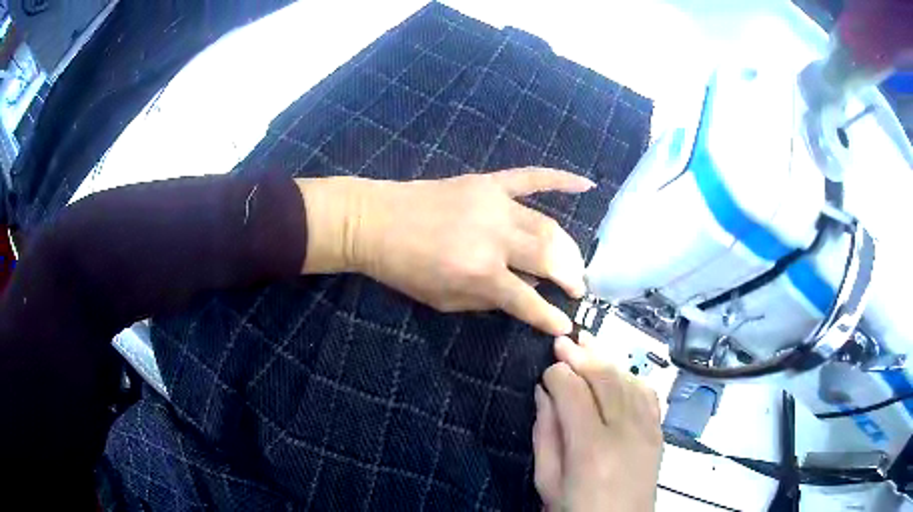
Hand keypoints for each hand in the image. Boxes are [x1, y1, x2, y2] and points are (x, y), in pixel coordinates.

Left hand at [297, 168, 593, 334]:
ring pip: (547, 225)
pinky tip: (586, 183)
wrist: (375, 221)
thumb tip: (527, 290)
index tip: (567, 324)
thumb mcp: (444, 301)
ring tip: (574, 263)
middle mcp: (495, 237)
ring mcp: (494, 204)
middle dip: (570, 277)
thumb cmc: (404, 269)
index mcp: (480, 273)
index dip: (550, 316)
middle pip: (550, 257)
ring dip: (568, 247)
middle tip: (576, 288)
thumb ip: (489, 299)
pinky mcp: (488, 183)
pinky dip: (560, 179)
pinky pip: (531, 177)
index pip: (528, 300)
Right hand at [535, 331, 662, 511]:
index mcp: (590, 448)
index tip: (546, 369)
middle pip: (605, 378)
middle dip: (581, 355)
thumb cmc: (576, 510)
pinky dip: (631, 376)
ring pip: (628, 379)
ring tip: (587, 344)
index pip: (573, 393)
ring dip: (606, 359)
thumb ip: (545, 434)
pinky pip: (648, 393)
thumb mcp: (548, 480)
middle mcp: (624, 432)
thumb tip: (544, 392)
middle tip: (563, 340)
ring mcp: (647, 429)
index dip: (557, 374)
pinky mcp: (658, 432)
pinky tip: (618, 371)